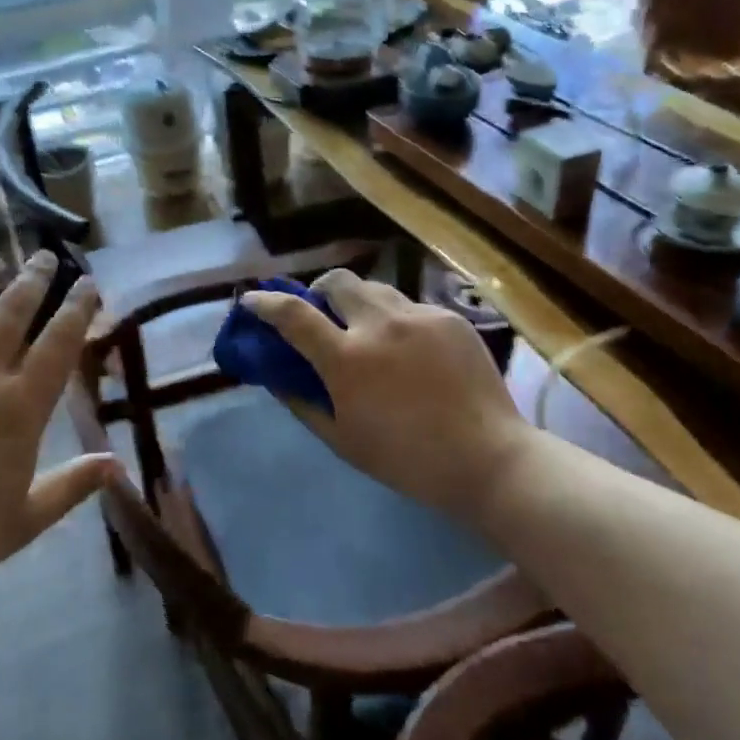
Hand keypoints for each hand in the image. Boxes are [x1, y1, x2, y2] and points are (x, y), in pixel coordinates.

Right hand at [242, 270, 526, 526]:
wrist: (488, 459)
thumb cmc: (406, 459)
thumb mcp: (341, 440)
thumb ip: (302, 401)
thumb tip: (276, 376)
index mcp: (347, 359)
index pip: (293, 314)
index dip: (265, 302)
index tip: (251, 300)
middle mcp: (379, 325)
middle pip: (336, 280)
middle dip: (319, 291)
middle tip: (323, 316)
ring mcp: (419, 316)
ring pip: (375, 288)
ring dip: (358, 302)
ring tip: (368, 332)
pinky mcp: (450, 318)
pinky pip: (411, 306)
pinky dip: (396, 320)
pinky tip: (410, 351)